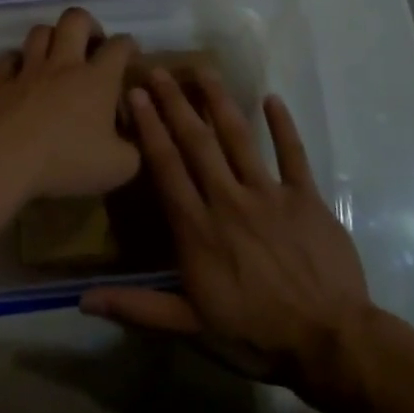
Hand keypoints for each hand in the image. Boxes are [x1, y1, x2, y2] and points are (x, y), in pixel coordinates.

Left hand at [0, 7, 139, 200]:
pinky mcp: (0, 84)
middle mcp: (63, 65)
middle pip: (76, 19)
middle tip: (92, 45)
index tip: (131, 56)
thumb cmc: (66, 161)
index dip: (129, 45)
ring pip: (39, 31)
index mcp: (97, 79)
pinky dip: (14, 62)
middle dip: (89, 24)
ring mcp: (28, 71)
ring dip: (51, 37)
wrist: (5, 162)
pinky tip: (19, 74)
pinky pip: (5, 60)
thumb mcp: (119, 167)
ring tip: (57, 56)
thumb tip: (131, 143)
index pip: (119, 46)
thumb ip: (133, 151)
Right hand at [81, 68, 374, 390]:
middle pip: (196, 143)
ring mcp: (270, 195)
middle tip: (158, 70)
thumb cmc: (255, 334)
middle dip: (175, 104)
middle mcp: (228, 201)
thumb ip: (138, 306)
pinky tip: (271, 99)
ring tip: (202, 70)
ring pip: (239, 138)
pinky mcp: (306, 198)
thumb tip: (82, 301)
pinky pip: (293, 154)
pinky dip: (283, 126)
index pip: (166, 168)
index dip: (149, 128)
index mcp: (197, 229)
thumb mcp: (190, 325)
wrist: (330, 341)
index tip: (135, 96)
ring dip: (218, 102)